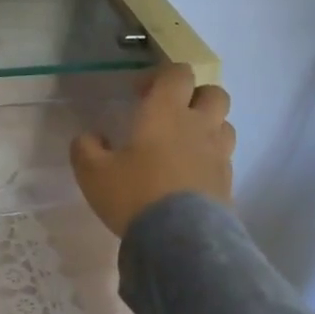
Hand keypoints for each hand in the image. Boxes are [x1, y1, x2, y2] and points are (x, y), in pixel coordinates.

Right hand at [70, 64, 235, 236]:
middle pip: (213, 93)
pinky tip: (188, 175)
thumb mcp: (92, 172)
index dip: (160, 76)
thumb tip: (91, 138)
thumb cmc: (134, 194)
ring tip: (182, 145)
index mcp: (166, 112)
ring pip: (224, 124)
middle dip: (193, 96)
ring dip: (207, 126)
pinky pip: (223, 157)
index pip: (178, 73)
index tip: (139, 94)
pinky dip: (209, 158)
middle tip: (169, 115)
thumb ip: (86, 148)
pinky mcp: (228, 182)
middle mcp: (198, 125)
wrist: (180, 240)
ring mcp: (219, 154)